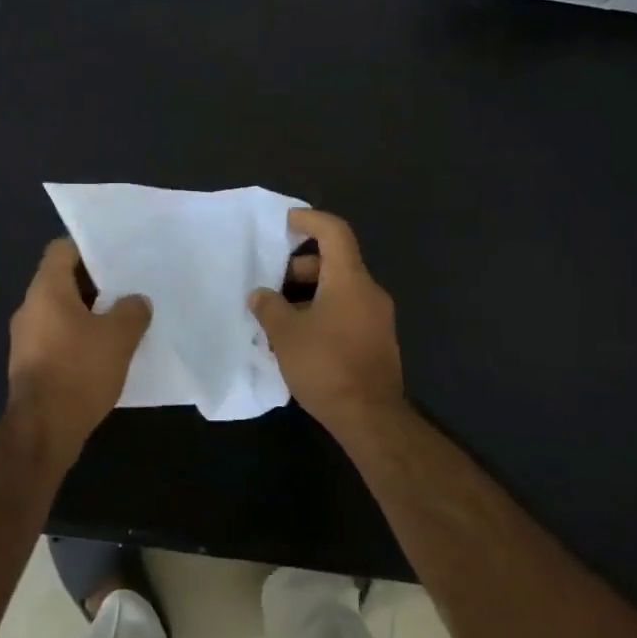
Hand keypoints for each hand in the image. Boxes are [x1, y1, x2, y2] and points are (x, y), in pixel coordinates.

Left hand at [6, 238, 151, 465]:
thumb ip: (132, 311)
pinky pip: (57, 338)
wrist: (43, 430)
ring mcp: (26, 338)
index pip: (62, 250)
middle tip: (128, 288)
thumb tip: (136, 301)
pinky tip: (105, 352)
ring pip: (61, 312)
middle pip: (62, 281)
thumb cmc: (79, 371)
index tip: (116, 256)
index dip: (88, 248)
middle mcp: (30, 308)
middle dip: (95, 284)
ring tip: (122, 320)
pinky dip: (79, 338)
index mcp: (46, 290)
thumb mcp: (118, 337)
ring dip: (89, 314)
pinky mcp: (31, 364)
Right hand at [250, 210, 405, 432]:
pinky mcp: (376, 341)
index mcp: (349, 280)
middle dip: (298, 269)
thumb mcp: (286, 334)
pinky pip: (346, 312)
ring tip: (276, 318)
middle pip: (334, 263)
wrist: (370, 417)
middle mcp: (368, 292)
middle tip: (269, 286)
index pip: (334, 232)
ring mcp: (376, 318)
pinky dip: (321, 313)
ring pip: (338, 290)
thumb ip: (269, 307)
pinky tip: (297, 339)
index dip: (309, 220)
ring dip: (307, 296)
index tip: (284, 223)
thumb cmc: (326, 366)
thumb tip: (259, 294)